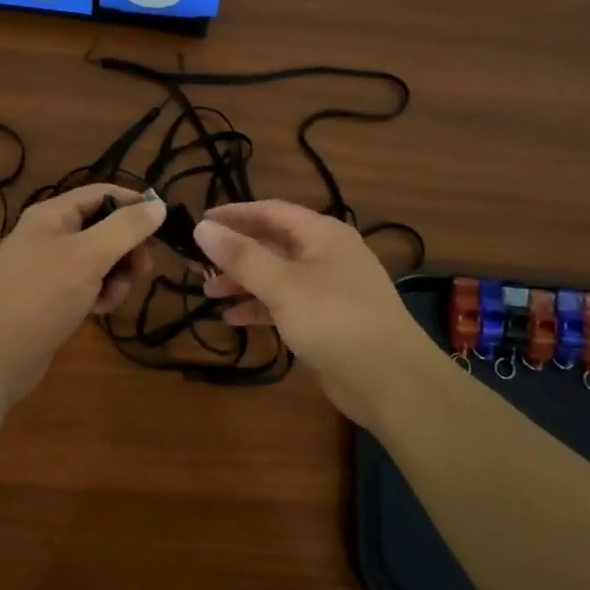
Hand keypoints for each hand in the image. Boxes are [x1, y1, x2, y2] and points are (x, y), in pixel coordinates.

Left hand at [0, 184, 166, 402]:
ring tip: (112, 298)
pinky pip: (84, 283)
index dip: (134, 204)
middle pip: (102, 227)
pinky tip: (98, 312)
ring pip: (97, 259)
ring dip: (115, 276)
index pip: (102, 193)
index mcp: (51, 214)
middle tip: (144, 270)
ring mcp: (45, 266)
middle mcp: (47, 234)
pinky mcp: (47, 296)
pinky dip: (97, 293)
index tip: (163, 226)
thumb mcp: (89, 257)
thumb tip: (158, 205)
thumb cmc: (41, 297)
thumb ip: (126, 228)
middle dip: (126, 248)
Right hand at [194, 200, 449, 427]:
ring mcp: (329, 288)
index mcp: (322, 234)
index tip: (200, 223)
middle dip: (236, 253)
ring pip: (278, 275)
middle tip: (199, 264)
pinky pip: (287, 304)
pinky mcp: (328, 320)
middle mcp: (327, 254)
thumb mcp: (282, 285)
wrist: (390, 378)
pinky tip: (234, 320)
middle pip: (273, 243)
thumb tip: (202, 227)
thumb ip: (241, 256)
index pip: (271, 211)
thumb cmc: (335, 319)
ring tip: (210, 293)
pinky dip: (261, 308)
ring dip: (245, 282)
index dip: (234, 214)